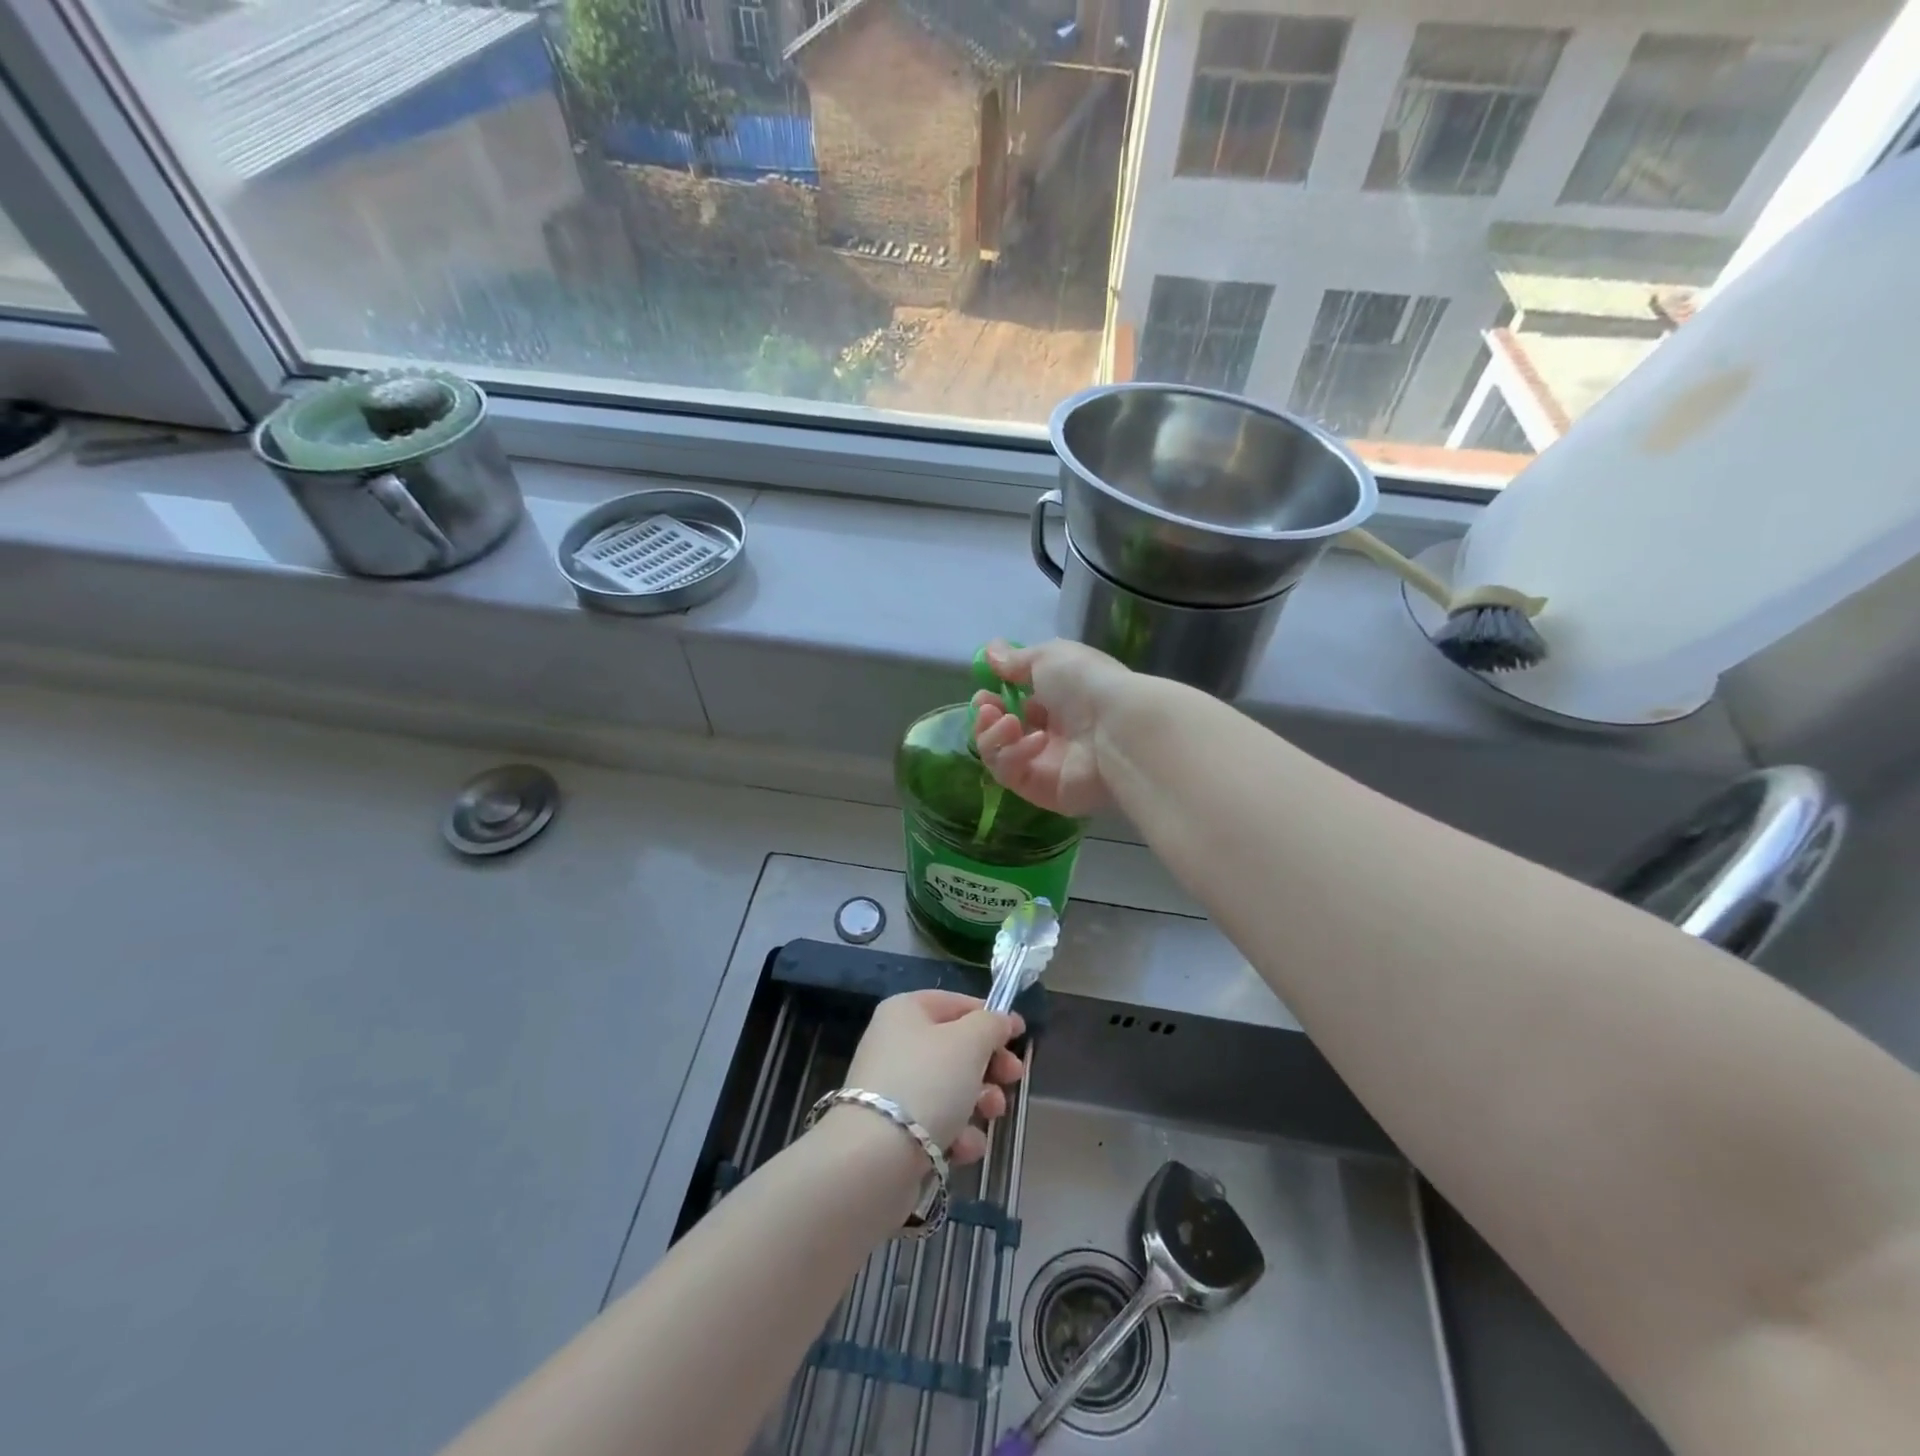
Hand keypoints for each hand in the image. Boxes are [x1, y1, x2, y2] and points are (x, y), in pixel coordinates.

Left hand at [842, 991, 1024, 1165]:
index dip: (990, 1017)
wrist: (875, 1159)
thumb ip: (991, 1024)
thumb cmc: (927, 1083)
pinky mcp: (893, 1131)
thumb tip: (1001, 1021)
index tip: (1020, 1036)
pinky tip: (964, 1147)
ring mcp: (892, 1088)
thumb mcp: (969, 1042)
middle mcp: (895, 1043)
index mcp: (905, 1011)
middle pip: (956, 1048)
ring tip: (991, 1114)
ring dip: (980, 1101)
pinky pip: (936, 1123)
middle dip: (989, 1066)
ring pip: (950, 1088)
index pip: (956, 1003)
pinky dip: (956, 1134)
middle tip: (1013, 1078)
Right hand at [972, 638, 1135, 816]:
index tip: (984, 689)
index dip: (993, 696)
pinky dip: (1015, 755)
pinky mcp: (1042, 790)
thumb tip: (990, 651)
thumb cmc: (1087, 683)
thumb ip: (1015, 660)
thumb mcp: (1048, 657)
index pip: (1014, 703)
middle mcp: (1051, 732)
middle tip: (987, 708)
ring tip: (1008, 722)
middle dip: (985, 718)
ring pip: (998, 755)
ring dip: (993, 735)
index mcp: (1057, 700)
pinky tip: (1036, 741)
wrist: (1118, 727)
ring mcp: (1045, 764)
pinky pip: (1011, 774)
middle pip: (1000, 731)